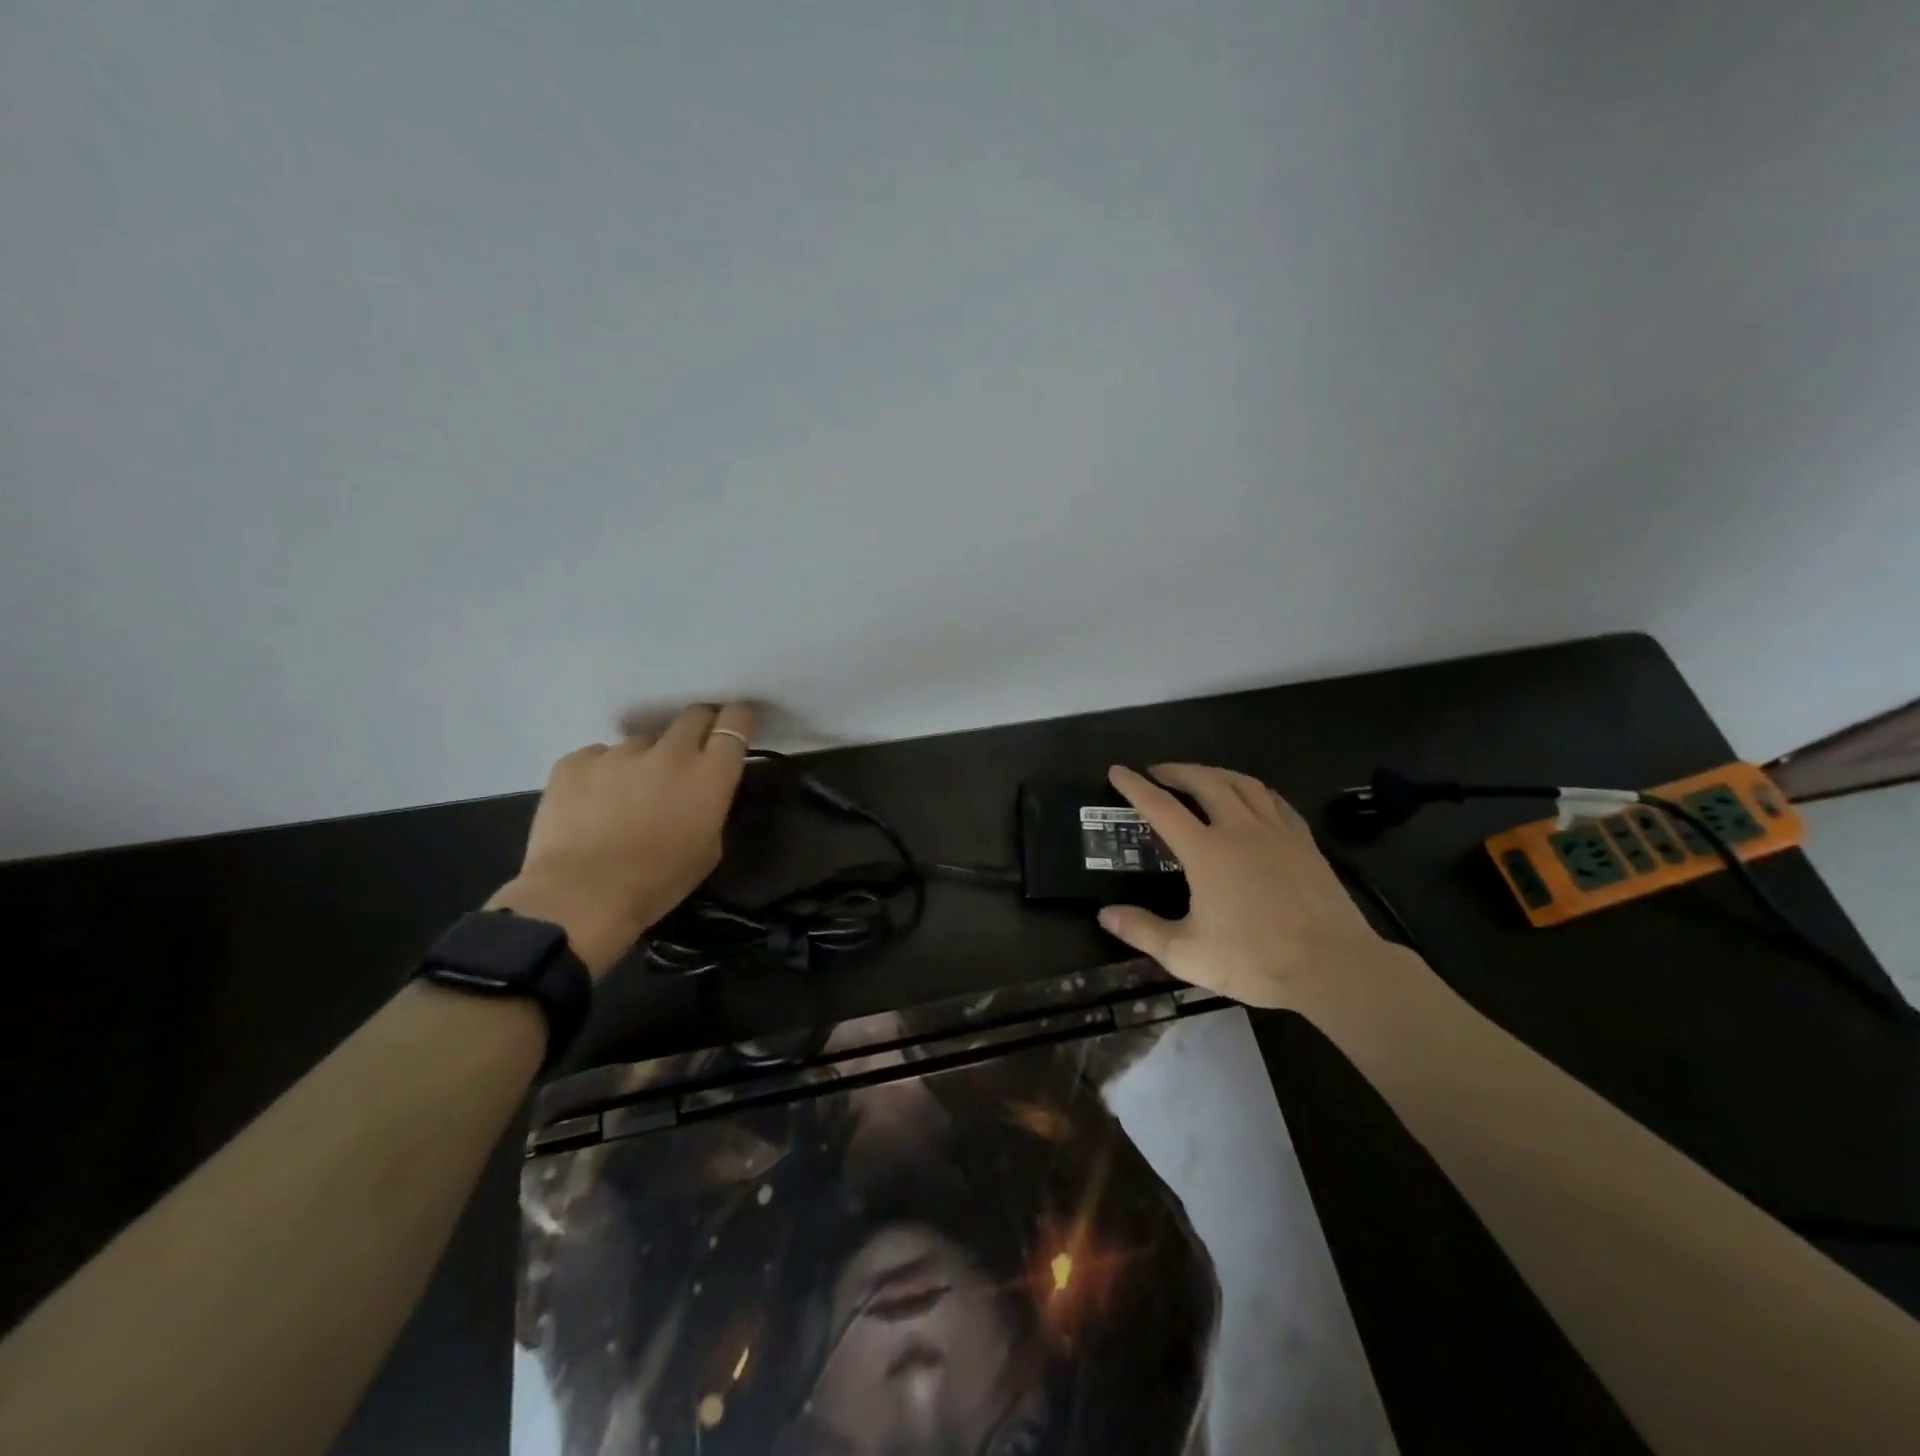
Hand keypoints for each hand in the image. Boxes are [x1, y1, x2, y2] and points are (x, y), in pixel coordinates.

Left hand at [487, 703, 754, 977]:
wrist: (581, 896)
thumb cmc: (657, 882)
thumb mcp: (709, 848)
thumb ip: (712, 806)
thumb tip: (701, 790)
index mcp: (709, 774)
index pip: (734, 724)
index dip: (738, 721)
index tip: (735, 727)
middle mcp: (670, 752)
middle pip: (693, 716)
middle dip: (698, 728)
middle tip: (690, 754)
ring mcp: (620, 752)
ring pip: (642, 742)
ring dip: (645, 760)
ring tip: (629, 795)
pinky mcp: (577, 761)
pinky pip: (599, 757)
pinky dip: (603, 774)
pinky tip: (594, 804)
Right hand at [1097, 763, 1413, 1012]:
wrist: (1333, 967)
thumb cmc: (1254, 960)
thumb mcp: (1187, 954)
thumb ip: (1142, 931)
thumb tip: (1105, 914)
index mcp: (1206, 851)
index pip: (1160, 807)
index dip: (1135, 787)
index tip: (1117, 771)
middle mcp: (1239, 829)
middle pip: (1204, 782)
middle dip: (1176, 771)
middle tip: (1159, 773)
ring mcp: (1276, 832)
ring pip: (1242, 783)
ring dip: (1214, 773)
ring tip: (1200, 777)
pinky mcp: (1304, 842)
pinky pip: (1274, 800)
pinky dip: (1253, 790)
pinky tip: (1251, 798)